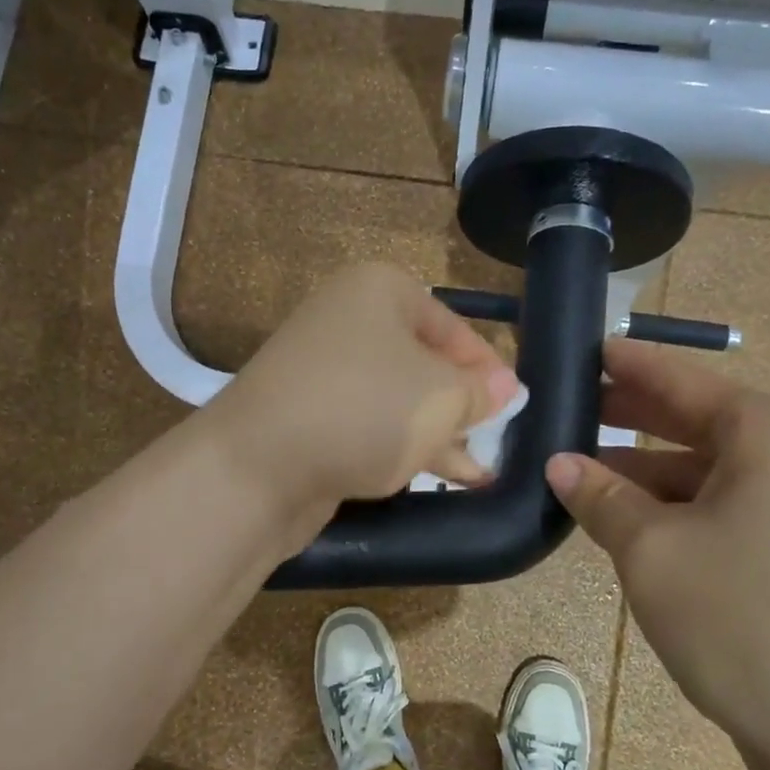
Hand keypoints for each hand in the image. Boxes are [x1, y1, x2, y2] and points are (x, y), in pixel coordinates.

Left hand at [207, 264, 517, 530]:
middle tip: (495, 441)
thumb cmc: (365, 410)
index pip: (452, 326)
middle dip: (462, 406)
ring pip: (397, 399)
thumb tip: (505, 388)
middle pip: (423, 362)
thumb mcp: (441, 397)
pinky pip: (368, 425)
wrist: (256, 466)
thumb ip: (479, 392)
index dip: (486, 368)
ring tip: (480, 471)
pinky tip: (439, 478)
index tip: (513, 407)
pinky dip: (402, 447)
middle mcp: (347, 321)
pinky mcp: (307, 416)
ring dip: (438, 433)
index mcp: (378, 291)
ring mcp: (322, 371)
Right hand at [546, 339, 769, 764]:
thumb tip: (558, 463)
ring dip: (642, 468)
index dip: (623, 364)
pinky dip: (671, 504)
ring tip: (576, 466)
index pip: (678, 378)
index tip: (577, 349)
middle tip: (563, 405)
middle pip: (692, 418)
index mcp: (767, 431)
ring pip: (703, 467)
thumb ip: (600, 496)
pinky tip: (622, 516)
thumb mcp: (651, 550)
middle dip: (626, 414)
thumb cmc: (740, 617)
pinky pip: (720, 503)